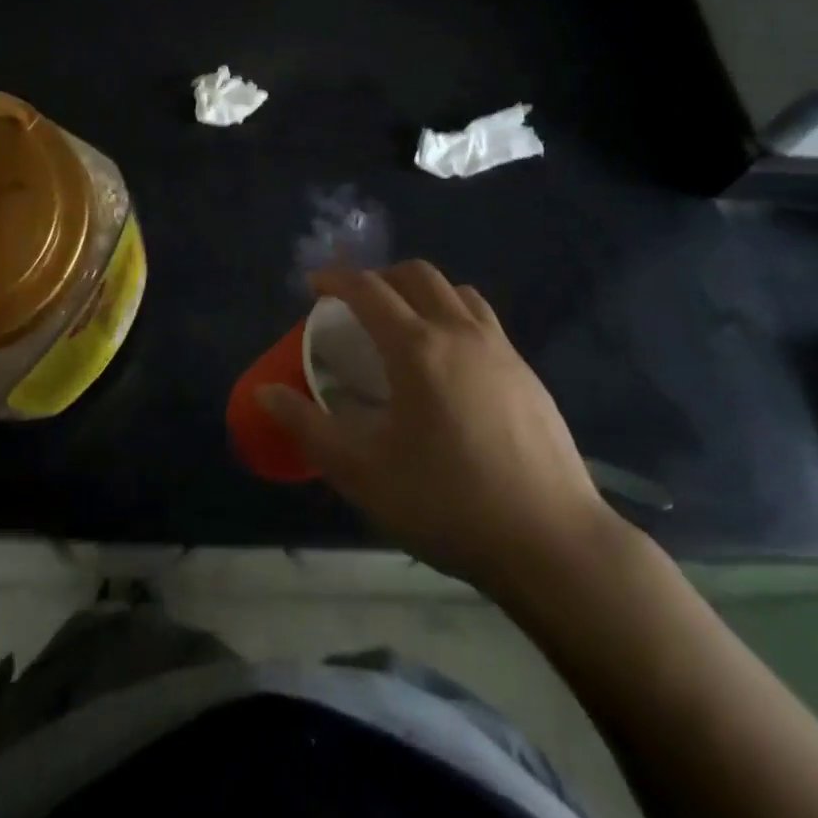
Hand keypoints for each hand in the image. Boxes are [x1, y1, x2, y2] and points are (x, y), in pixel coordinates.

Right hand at [260, 261, 620, 587]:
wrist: (551, 543)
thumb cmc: (447, 504)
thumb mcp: (363, 473)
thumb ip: (309, 427)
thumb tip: (266, 393)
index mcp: (417, 348)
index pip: (368, 289)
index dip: (335, 279)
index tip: (312, 285)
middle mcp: (459, 332)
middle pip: (416, 275)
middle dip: (379, 277)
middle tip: (355, 305)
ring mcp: (500, 349)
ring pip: (455, 291)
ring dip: (421, 291)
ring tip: (403, 325)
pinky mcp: (527, 372)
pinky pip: (482, 319)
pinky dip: (453, 315)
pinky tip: (449, 363)